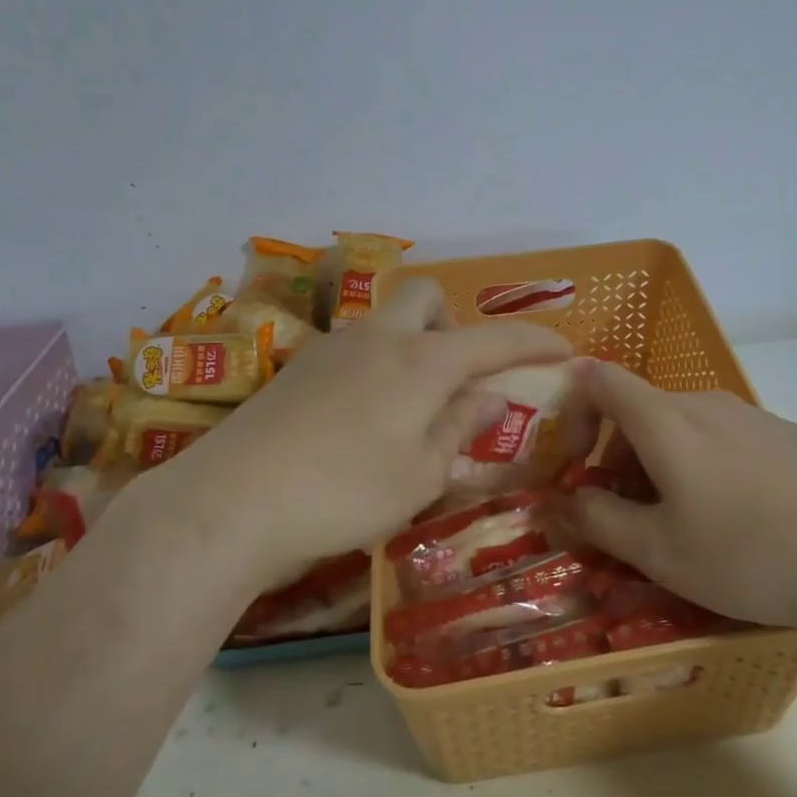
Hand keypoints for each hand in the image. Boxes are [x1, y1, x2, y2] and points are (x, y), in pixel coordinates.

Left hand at [115, 280, 571, 589]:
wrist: (231, 500)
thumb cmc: (344, 492)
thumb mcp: (420, 474)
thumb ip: (460, 427)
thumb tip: (490, 397)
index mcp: (422, 361)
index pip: (494, 339)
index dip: (535, 341)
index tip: (564, 349)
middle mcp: (379, 338)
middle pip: (427, 296)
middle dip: (455, 322)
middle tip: (459, 374)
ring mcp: (332, 348)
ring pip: (386, 321)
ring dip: (413, 345)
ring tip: (411, 406)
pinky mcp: (297, 368)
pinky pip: (355, 348)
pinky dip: (378, 366)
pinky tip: (363, 418)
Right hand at [569, 361, 796, 635]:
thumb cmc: (747, 555)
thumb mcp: (658, 551)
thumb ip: (599, 519)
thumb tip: (563, 500)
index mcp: (665, 420)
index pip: (599, 379)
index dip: (572, 409)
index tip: (574, 462)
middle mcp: (706, 403)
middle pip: (641, 410)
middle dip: (617, 455)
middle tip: (627, 514)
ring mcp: (753, 416)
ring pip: (684, 426)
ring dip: (661, 463)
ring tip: (683, 524)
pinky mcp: (788, 436)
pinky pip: (726, 438)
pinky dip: (705, 464)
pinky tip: (739, 519)